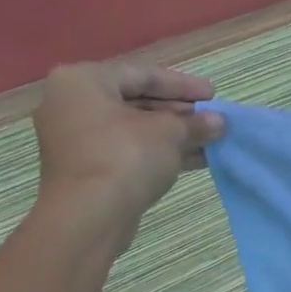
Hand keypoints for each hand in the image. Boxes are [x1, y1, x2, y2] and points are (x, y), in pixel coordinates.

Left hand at [32, 59, 223, 238]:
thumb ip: (194, 123)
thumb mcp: (168, 133)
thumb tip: (218, 122)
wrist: (90, 216)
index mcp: (83, 81)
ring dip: (173, 134)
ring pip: (134, 129)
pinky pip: (127, 150)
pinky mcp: (86, 168)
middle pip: (136, 101)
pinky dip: (158, 152)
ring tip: (210, 139)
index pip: (142, 75)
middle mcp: (72, 104)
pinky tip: (194, 159)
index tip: (213, 95)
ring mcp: (76, 139)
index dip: (183, 85)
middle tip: (211, 118)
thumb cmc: (125, 157)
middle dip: (178, 112)